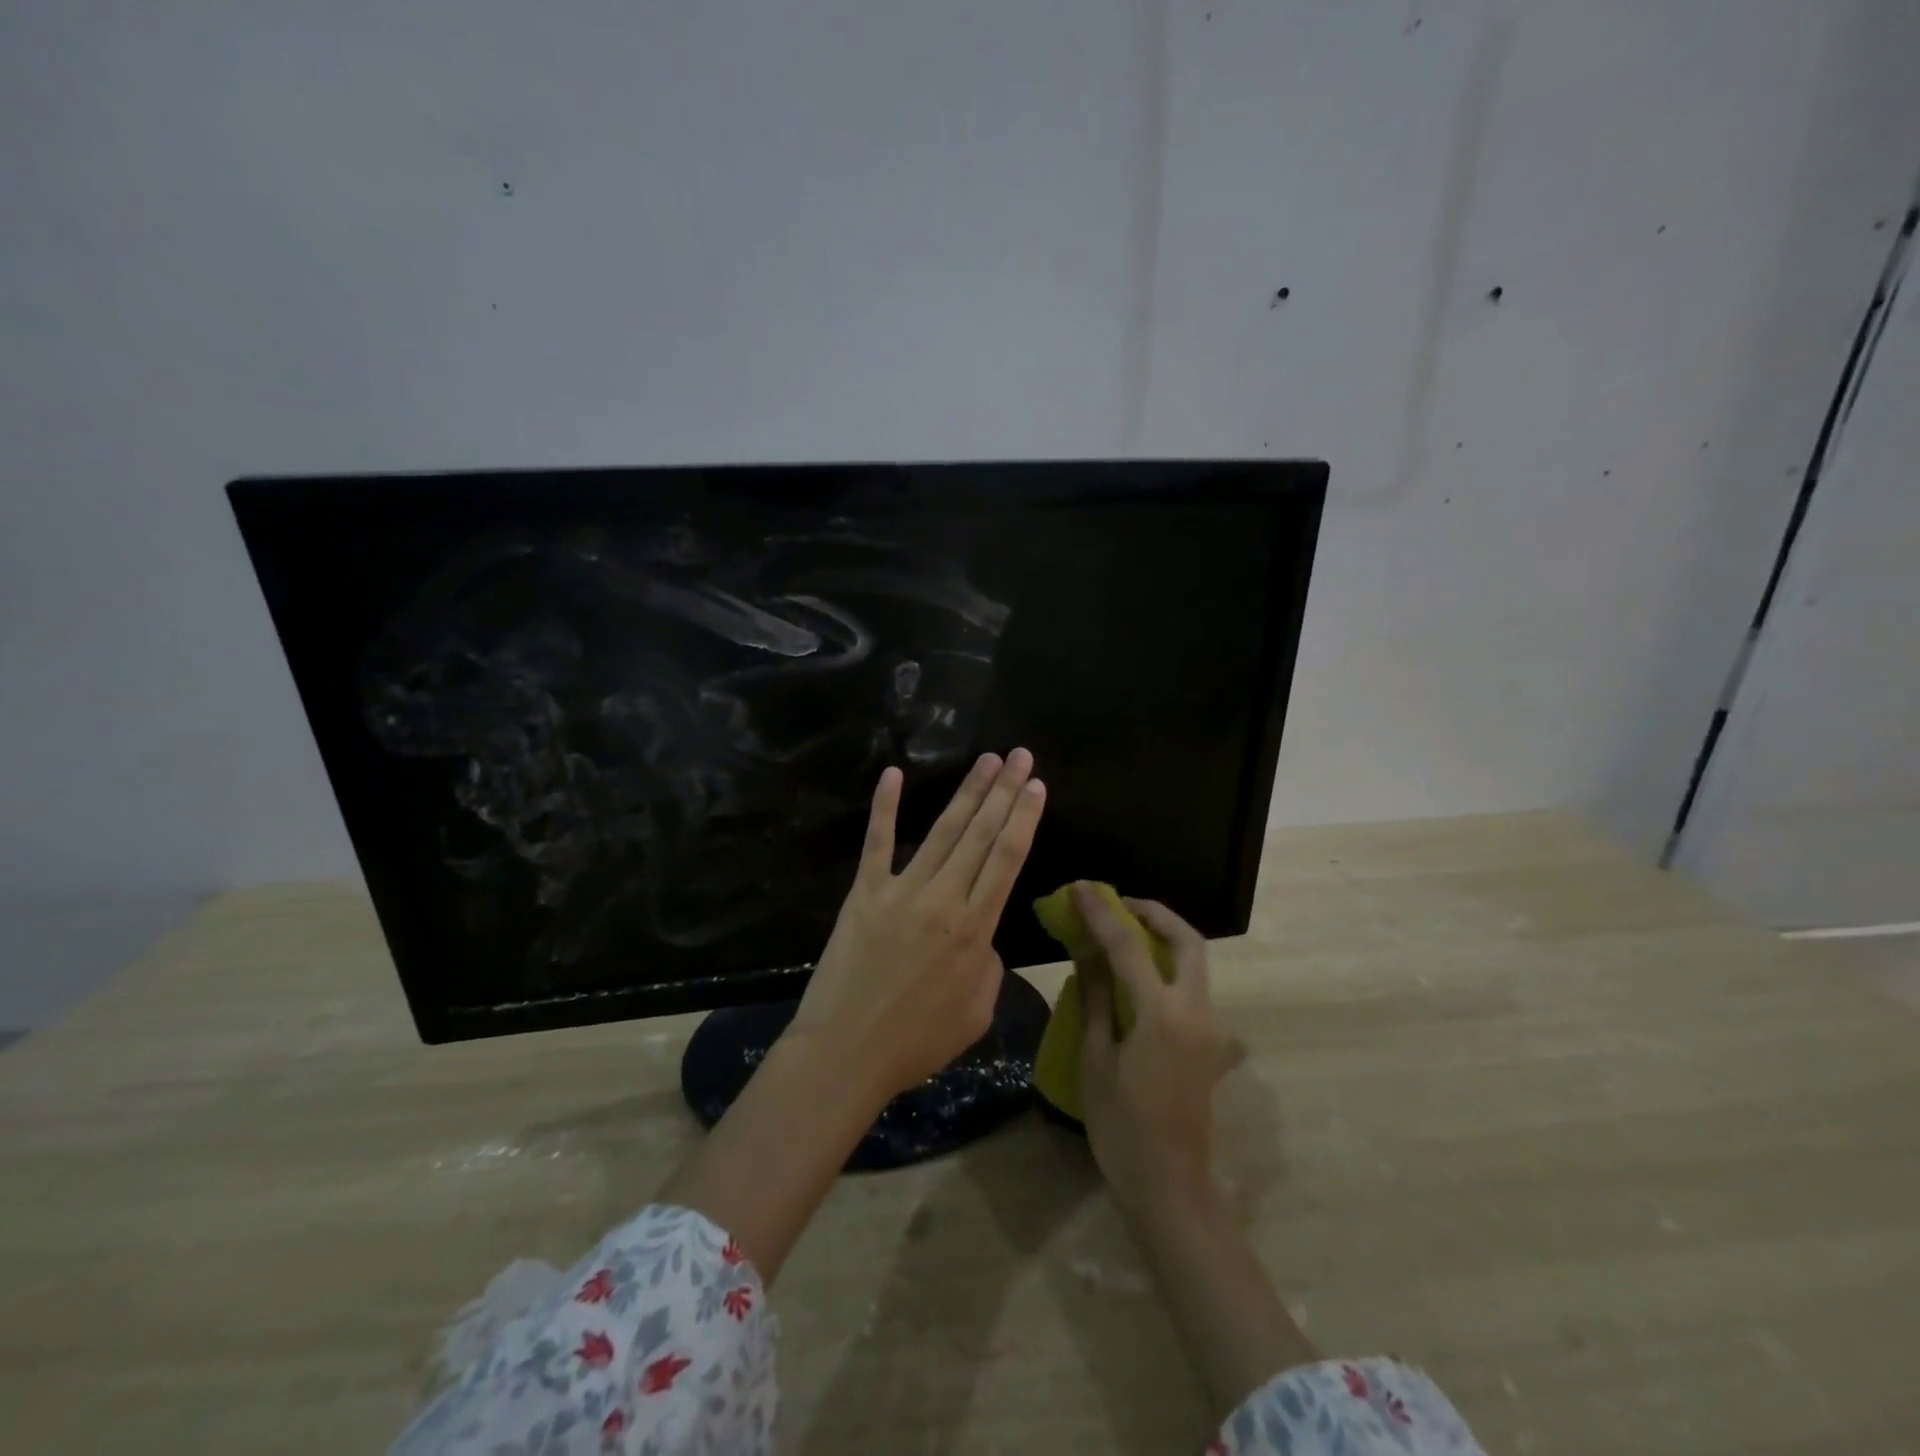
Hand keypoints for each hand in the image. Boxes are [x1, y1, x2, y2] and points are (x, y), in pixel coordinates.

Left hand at [787, 750, 1046, 1098]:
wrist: (847, 1053)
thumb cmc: (917, 1042)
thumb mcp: (977, 1012)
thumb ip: (988, 964)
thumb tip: (981, 935)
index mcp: (976, 929)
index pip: (1008, 859)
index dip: (1024, 818)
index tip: (1036, 784)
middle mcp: (944, 899)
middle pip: (981, 834)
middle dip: (1004, 791)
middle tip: (1020, 755)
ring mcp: (901, 890)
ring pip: (942, 831)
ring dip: (967, 791)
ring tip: (986, 759)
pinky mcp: (864, 893)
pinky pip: (877, 843)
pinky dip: (885, 806)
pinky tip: (893, 773)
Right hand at [1073, 887, 1318, 1413]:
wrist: (1170, 1187)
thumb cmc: (1122, 1128)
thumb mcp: (1096, 1060)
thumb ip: (1097, 998)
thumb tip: (1087, 951)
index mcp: (1163, 1015)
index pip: (1129, 946)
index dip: (1102, 912)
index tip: (1081, 888)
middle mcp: (1196, 1011)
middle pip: (1187, 940)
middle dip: (1153, 912)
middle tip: (1118, 904)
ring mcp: (1209, 1026)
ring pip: (1195, 960)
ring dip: (1163, 935)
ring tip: (1123, 930)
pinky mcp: (1209, 1041)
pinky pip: (1191, 984)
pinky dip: (1167, 963)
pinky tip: (1137, 972)